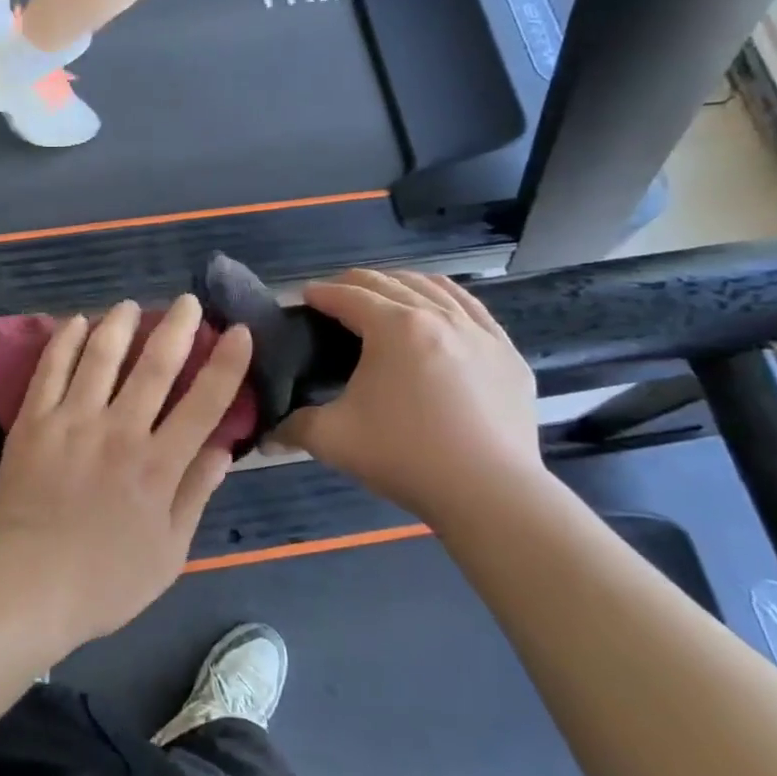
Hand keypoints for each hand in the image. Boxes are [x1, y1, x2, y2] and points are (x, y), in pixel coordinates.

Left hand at [0, 296, 253, 650]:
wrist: (25, 588)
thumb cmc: (104, 582)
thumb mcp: (169, 552)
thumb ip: (196, 494)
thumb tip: (224, 448)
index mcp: (159, 465)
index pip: (204, 402)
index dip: (227, 363)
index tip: (240, 331)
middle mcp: (120, 431)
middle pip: (155, 366)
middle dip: (177, 328)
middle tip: (188, 301)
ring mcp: (72, 421)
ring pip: (101, 356)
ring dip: (119, 324)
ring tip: (130, 305)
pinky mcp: (33, 422)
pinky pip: (50, 369)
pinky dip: (64, 341)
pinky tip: (75, 322)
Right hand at [276, 270, 544, 521]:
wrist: (490, 493)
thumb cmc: (405, 456)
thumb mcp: (332, 439)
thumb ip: (294, 427)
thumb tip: (268, 434)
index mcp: (394, 327)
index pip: (348, 295)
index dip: (320, 293)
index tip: (303, 298)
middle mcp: (438, 316)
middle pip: (390, 282)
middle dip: (355, 283)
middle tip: (334, 297)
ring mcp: (480, 332)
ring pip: (435, 286)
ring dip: (401, 284)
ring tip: (385, 296)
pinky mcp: (508, 354)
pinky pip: (473, 309)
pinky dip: (446, 300)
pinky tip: (440, 313)